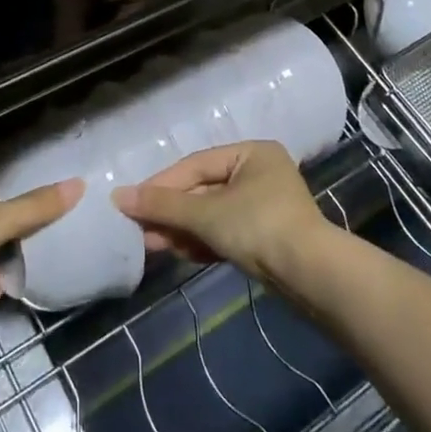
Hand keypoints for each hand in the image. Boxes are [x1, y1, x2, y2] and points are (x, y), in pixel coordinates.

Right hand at [112, 141, 332, 283]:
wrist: (312, 277)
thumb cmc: (259, 227)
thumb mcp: (206, 213)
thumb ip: (163, 204)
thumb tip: (118, 196)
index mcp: (252, 153)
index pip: (196, 165)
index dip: (162, 184)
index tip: (131, 202)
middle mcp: (259, 173)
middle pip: (202, 190)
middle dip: (171, 212)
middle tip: (138, 228)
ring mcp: (264, 207)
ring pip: (211, 214)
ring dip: (182, 229)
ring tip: (151, 244)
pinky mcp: (265, 238)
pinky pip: (224, 232)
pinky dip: (201, 241)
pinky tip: (177, 252)